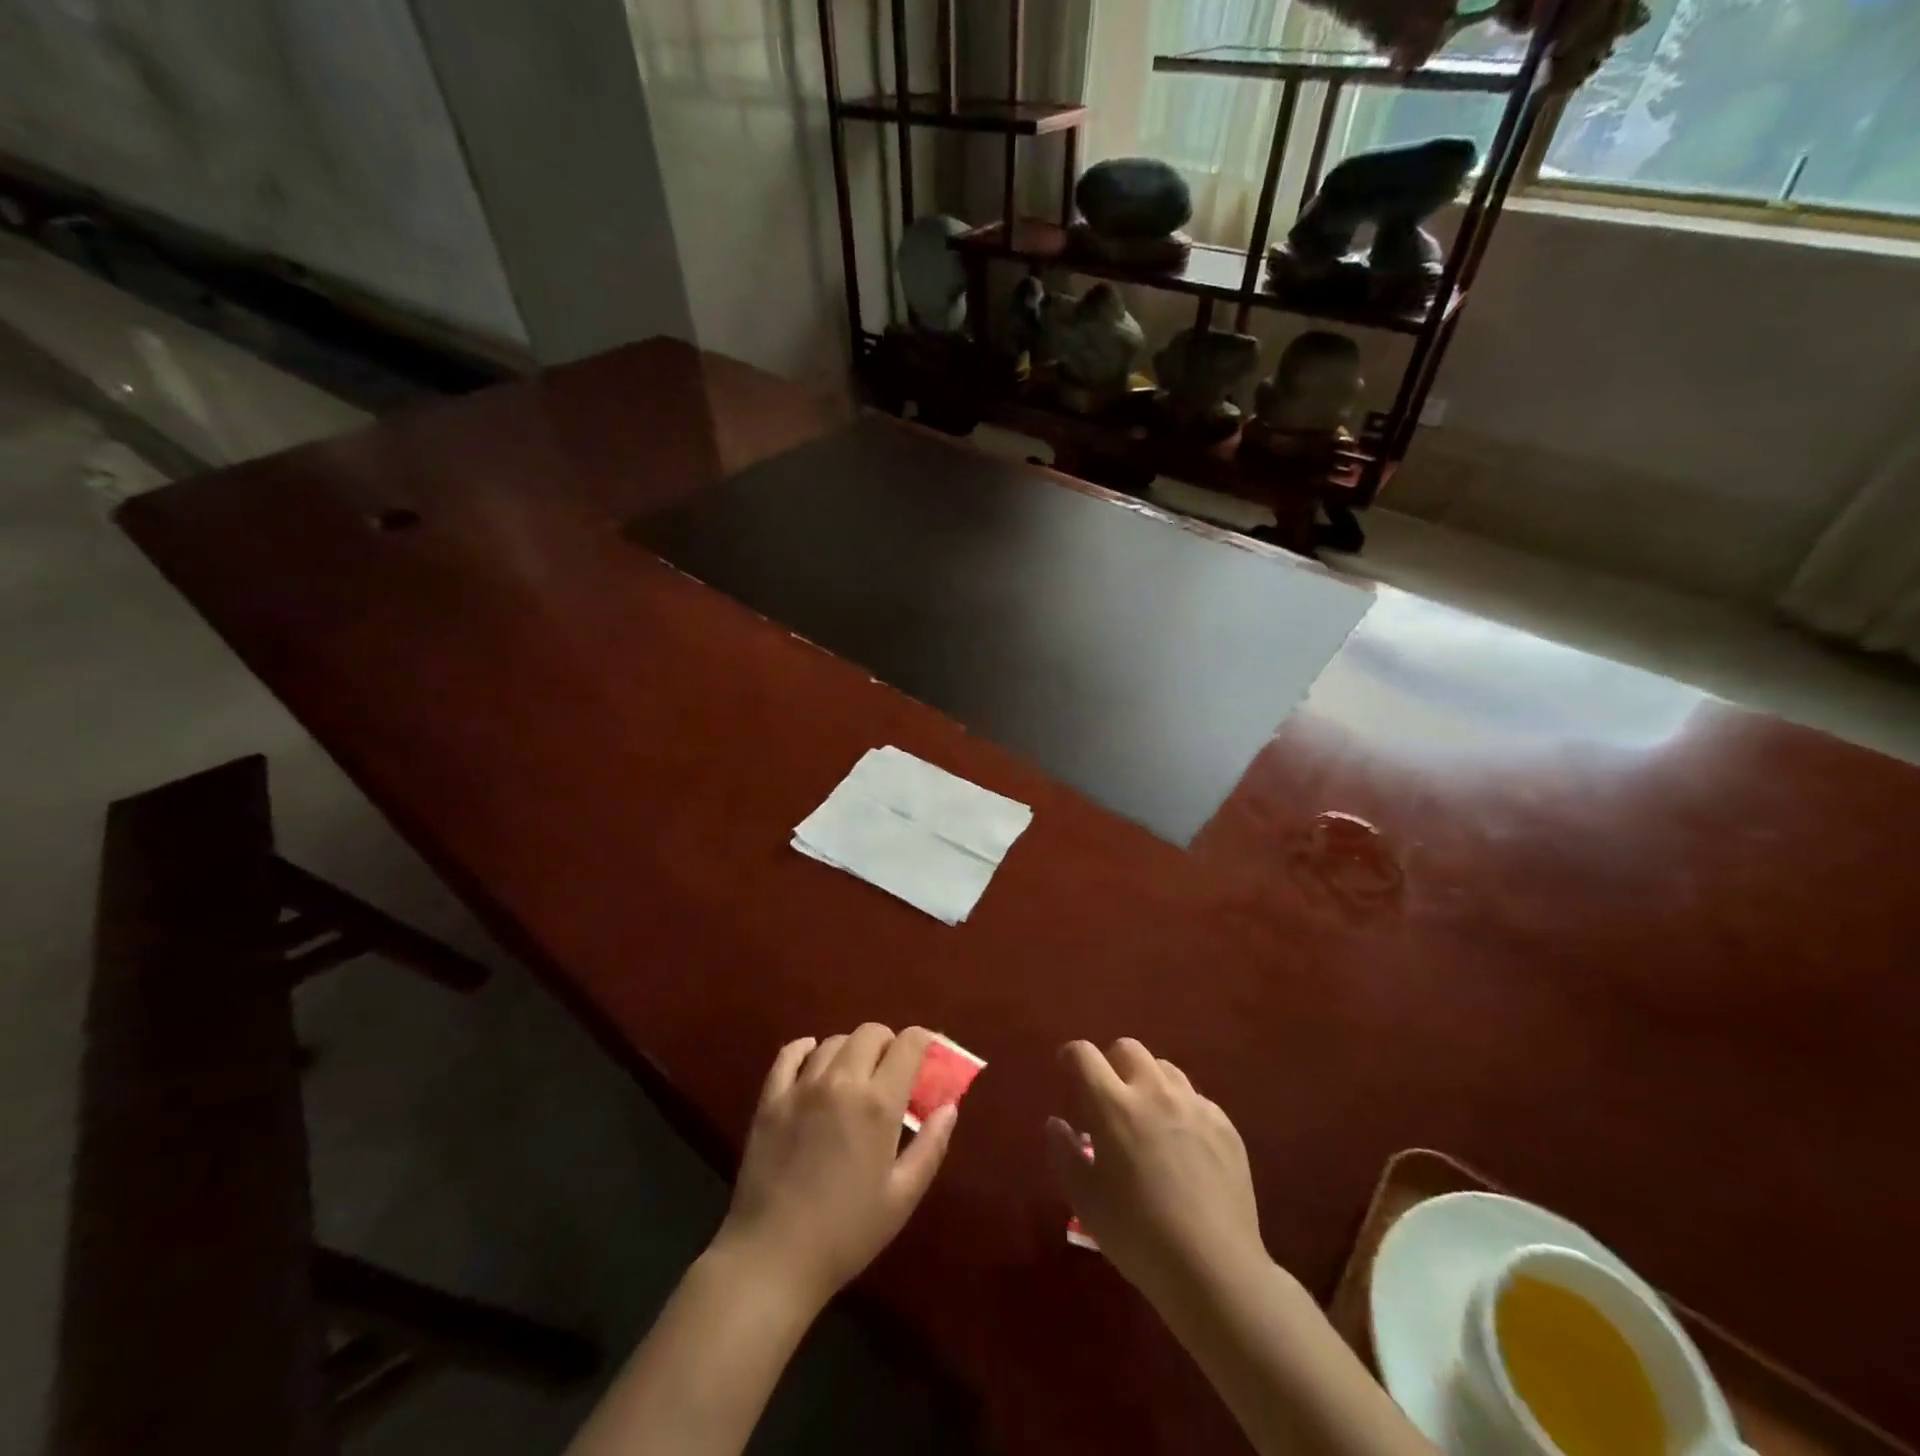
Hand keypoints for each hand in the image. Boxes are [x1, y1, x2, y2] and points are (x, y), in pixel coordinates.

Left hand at [714, 1024, 955, 1309]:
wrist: (771, 1260)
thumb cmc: (846, 1233)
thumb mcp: (902, 1197)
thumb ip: (931, 1146)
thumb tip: (949, 1106)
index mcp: (878, 1103)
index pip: (909, 1044)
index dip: (925, 1040)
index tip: (930, 1053)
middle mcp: (841, 1081)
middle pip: (870, 1032)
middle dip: (888, 1043)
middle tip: (892, 1072)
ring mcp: (801, 1087)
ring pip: (833, 1041)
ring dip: (852, 1050)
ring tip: (855, 1076)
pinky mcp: (770, 1099)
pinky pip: (789, 1054)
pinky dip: (806, 1049)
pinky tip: (812, 1061)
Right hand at [1046, 1039, 1266, 1311]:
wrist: (1214, 1270)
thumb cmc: (1138, 1236)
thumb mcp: (1085, 1200)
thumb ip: (1065, 1153)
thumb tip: (1057, 1124)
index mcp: (1113, 1105)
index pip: (1083, 1054)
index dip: (1070, 1057)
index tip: (1067, 1071)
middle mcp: (1154, 1091)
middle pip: (1127, 1048)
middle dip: (1111, 1064)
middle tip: (1108, 1098)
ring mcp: (1194, 1105)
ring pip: (1164, 1068)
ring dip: (1148, 1082)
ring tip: (1147, 1119)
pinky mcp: (1224, 1125)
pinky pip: (1196, 1099)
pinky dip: (1181, 1110)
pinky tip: (1183, 1147)